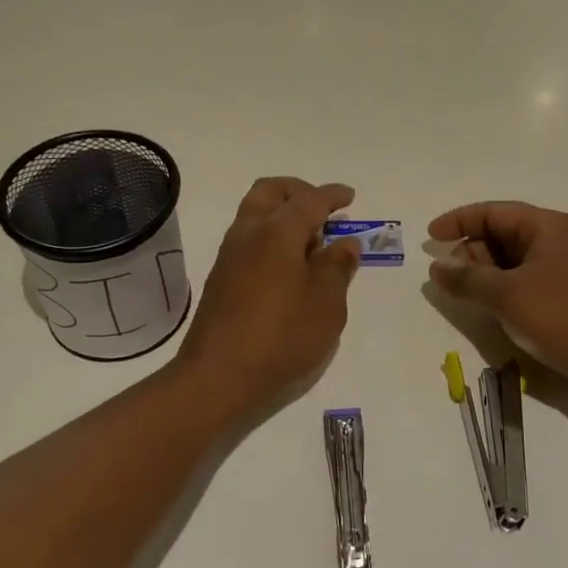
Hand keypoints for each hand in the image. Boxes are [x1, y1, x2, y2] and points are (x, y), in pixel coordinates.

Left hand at [176, 177, 362, 415]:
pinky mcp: (221, 277)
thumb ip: (338, 268)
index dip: (333, 196)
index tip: (350, 197)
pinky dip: (271, 236)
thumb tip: (345, 243)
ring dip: (282, 214)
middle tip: (323, 210)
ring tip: (311, 243)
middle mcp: (248, 233)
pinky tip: (289, 266)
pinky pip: (249, 238)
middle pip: (271, 192)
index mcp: (277, 232)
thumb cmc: (281, 337)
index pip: (309, 200)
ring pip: (255, 213)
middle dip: (299, 191)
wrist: (217, 376)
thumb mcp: (326, 305)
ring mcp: (229, 255)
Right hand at [428, 201, 567, 396]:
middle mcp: (559, 241)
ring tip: (467, 297)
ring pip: (514, 263)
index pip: (493, 211)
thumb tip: (437, 267)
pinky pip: (527, 284)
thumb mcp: (508, 295)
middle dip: (471, 252)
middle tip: (450, 278)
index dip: (458, 221)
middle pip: (503, 235)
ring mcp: (567, 271)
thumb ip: (467, 279)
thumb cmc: (565, 317)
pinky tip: (494, 312)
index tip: (430, 238)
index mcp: (548, 227)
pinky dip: (505, 292)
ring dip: (487, 276)